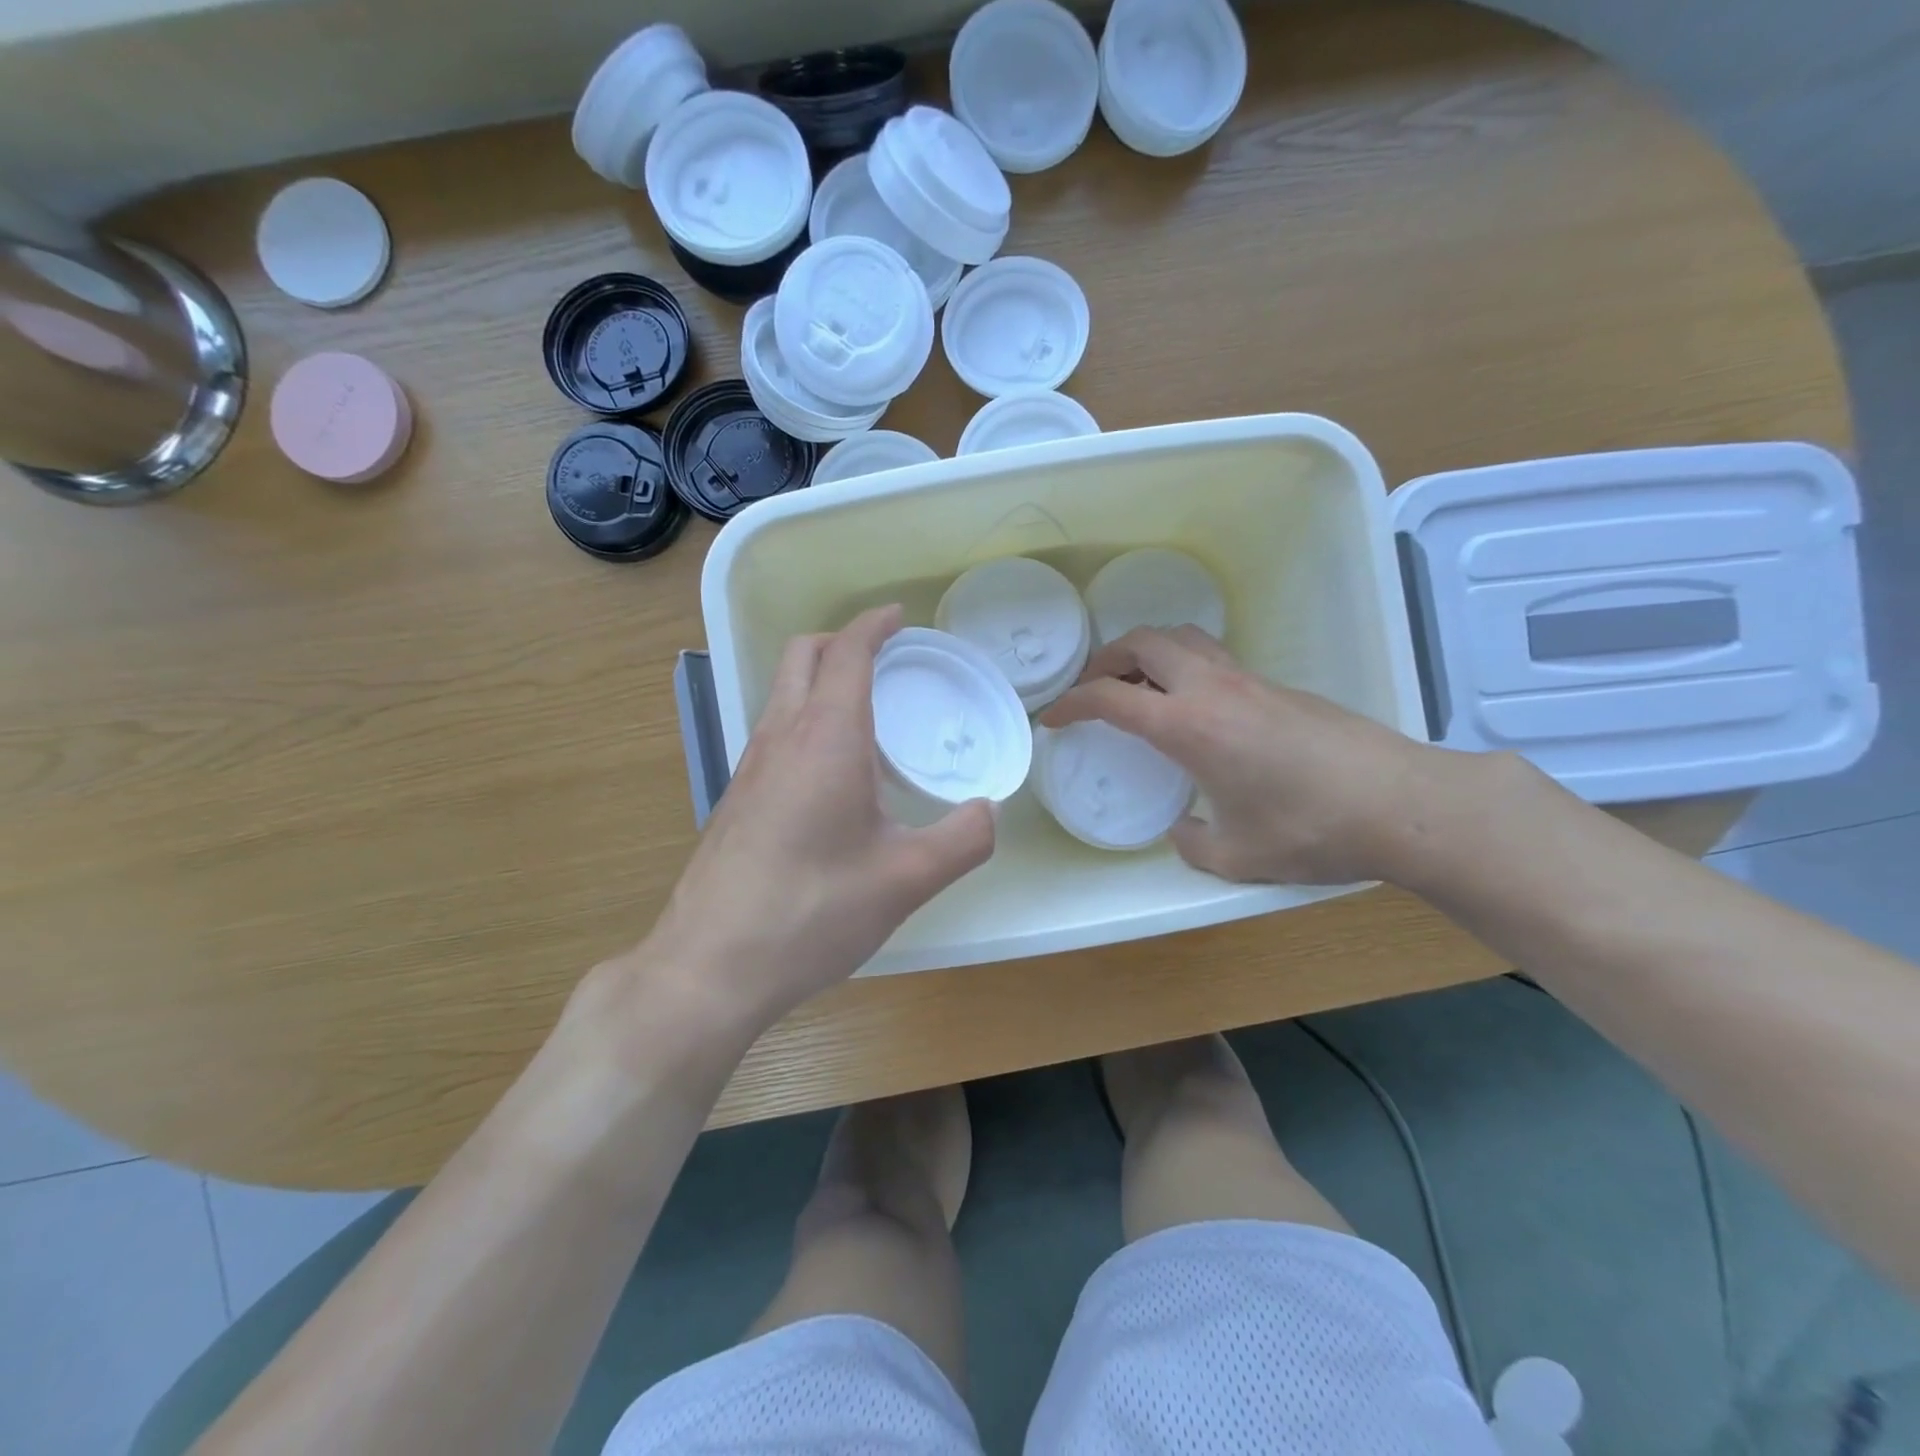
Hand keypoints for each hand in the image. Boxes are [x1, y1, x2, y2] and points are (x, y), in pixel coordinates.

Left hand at [644, 606, 995, 1027]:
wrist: (712, 965)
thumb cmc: (813, 911)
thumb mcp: (907, 879)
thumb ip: (963, 839)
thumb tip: (988, 812)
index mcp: (825, 738)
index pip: (846, 653)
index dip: (874, 625)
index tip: (900, 616)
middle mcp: (780, 737)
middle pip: (802, 656)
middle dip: (842, 641)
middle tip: (885, 657)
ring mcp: (749, 767)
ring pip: (782, 694)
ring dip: (820, 680)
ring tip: (867, 713)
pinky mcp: (736, 799)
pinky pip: (774, 733)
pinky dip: (805, 720)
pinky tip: (833, 773)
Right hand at [1039, 627, 1444, 884]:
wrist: (1402, 803)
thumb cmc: (1311, 830)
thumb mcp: (1238, 856)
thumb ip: (1194, 844)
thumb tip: (1184, 829)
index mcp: (1189, 726)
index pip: (1110, 697)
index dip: (1071, 703)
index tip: (1053, 718)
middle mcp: (1213, 689)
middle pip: (1143, 641)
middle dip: (1105, 659)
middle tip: (1092, 689)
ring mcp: (1248, 680)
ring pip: (1182, 638)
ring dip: (1146, 652)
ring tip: (1136, 687)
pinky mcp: (1276, 685)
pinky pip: (1212, 656)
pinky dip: (1182, 665)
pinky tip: (1191, 707)